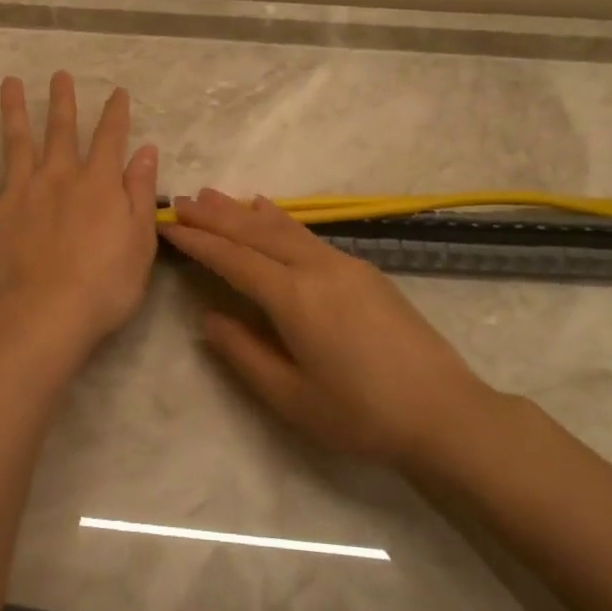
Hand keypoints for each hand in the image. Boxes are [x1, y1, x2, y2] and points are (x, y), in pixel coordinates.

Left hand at [0, 73, 159, 349]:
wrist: (46, 316)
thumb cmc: (105, 286)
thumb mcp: (140, 241)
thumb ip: (140, 192)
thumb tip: (145, 149)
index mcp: (99, 184)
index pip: (110, 138)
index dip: (116, 114)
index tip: (118, 92)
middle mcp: (58, 177)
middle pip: (61, 131)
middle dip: (62, 101)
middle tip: (59, 75)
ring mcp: (20, 192)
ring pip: (16, 142)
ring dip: (14, 110)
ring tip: (9, 83)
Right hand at [163, 190, 495, 466]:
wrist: (445, 412)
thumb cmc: (361, 414)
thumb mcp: (291, 398)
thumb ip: (243, 353)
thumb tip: (208, 317)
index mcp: (295, 298)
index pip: (234, 259)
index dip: (198, 240)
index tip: (167, 223)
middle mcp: (317, 268)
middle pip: (256, 232)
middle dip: (215, 215)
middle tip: (181, 200)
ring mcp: (344, 264)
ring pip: (284, 227)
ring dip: (244, 211)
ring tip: (214, 196)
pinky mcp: (363, 270)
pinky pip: (307, 234)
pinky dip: (278, 220)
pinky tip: (269, 212)